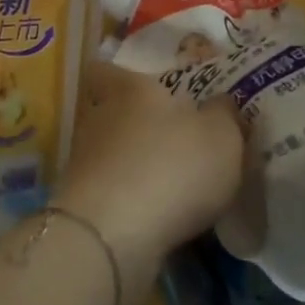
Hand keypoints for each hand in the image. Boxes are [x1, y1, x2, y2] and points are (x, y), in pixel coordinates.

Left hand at [53, 61, 243, 294]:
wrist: (112, 236)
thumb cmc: (172, 167)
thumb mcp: (222, 136)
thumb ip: (224, 114)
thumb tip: (219, 103)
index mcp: (130, 89)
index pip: (108, 68)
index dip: (120, 73)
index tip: (142, 84)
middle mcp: (100, 117)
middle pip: (110, 110)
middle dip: (135, 122)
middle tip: (170, 135)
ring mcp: (84, 161)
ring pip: (109, 151)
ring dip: (132, 163)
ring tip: (168, 180)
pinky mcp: (81, 203)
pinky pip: (109, 189)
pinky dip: (127, 197)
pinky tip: (154, 212)